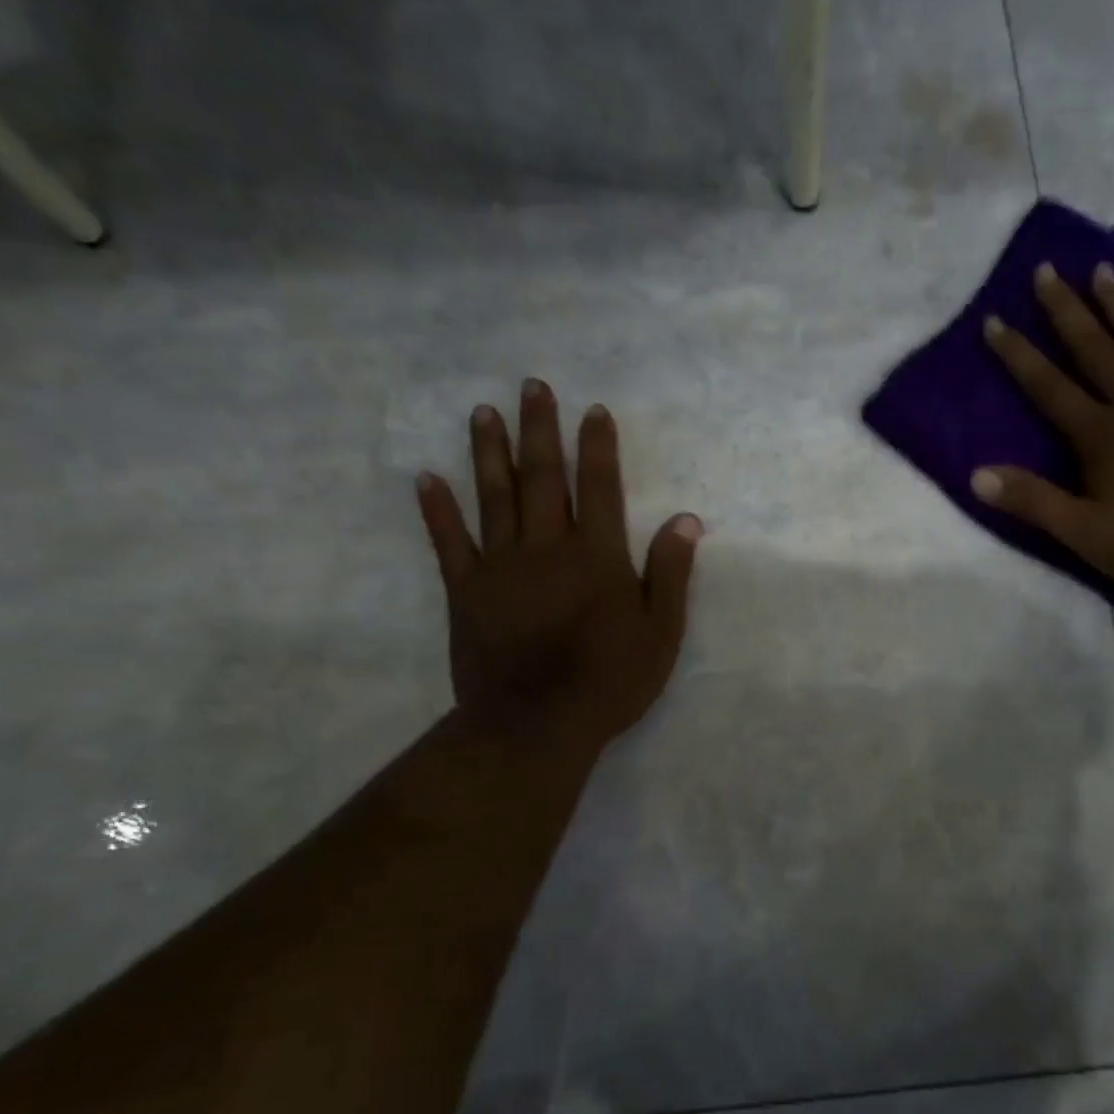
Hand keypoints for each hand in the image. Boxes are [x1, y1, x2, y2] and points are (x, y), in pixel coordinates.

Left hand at [414, 381, 700, 763]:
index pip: (600, 488)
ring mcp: (501, 567)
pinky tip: (427, 478)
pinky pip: (449, 543)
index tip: (594, 410)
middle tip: (531, 387)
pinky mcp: (465, 592)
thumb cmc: (609, 682)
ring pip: (494, 497)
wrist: (536, 726)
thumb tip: (685, 520)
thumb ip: (670, 573)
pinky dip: (437, 510)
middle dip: (540, 430)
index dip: (598, 447)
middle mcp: (547, 548)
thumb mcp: (660, 633)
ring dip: (490, 452)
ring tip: (484, 413)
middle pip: (544, 479)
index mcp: (597, 556)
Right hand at [972, 262, 1113, 598]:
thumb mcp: (1085, 535)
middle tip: (1047, 269)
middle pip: (1095, 348)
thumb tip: (976, 475)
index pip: (1048, 386)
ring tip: (1102, 268)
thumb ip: (1033, 502)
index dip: (1018, 354)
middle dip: (1067, 309)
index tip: (994, 319)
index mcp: (1102, 435)